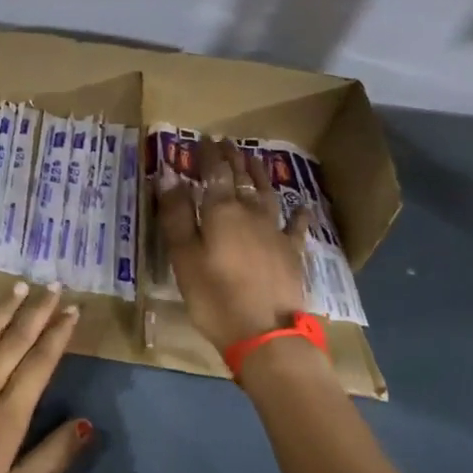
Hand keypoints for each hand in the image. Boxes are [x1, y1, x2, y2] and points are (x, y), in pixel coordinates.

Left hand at [0, 283, 89, 472]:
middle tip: (54, 287)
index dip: (58, 336)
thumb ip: (52, 457)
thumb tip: (86, 424)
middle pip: (15, 344)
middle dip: (37, 313)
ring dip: (2, 310)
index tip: (73, 312)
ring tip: (19, 286)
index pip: (40, 365)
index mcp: (9, 417)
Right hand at [157, 137, 312, 350]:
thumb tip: (168, 174)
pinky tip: (303, 206)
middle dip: (232, 158)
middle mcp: (250, 213)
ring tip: (254, 159)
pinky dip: (299, 213)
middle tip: (227, 142)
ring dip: (259, 175)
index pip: (215, 173)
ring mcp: (276, 232)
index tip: (204, 139)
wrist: (266, 333)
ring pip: (267, 194)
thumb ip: (176, 214)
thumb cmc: (214, 296)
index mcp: (221, 211)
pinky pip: (297, 227)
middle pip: (241, 178)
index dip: (208, 155)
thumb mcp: (184, 256)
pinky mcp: (293, 253)